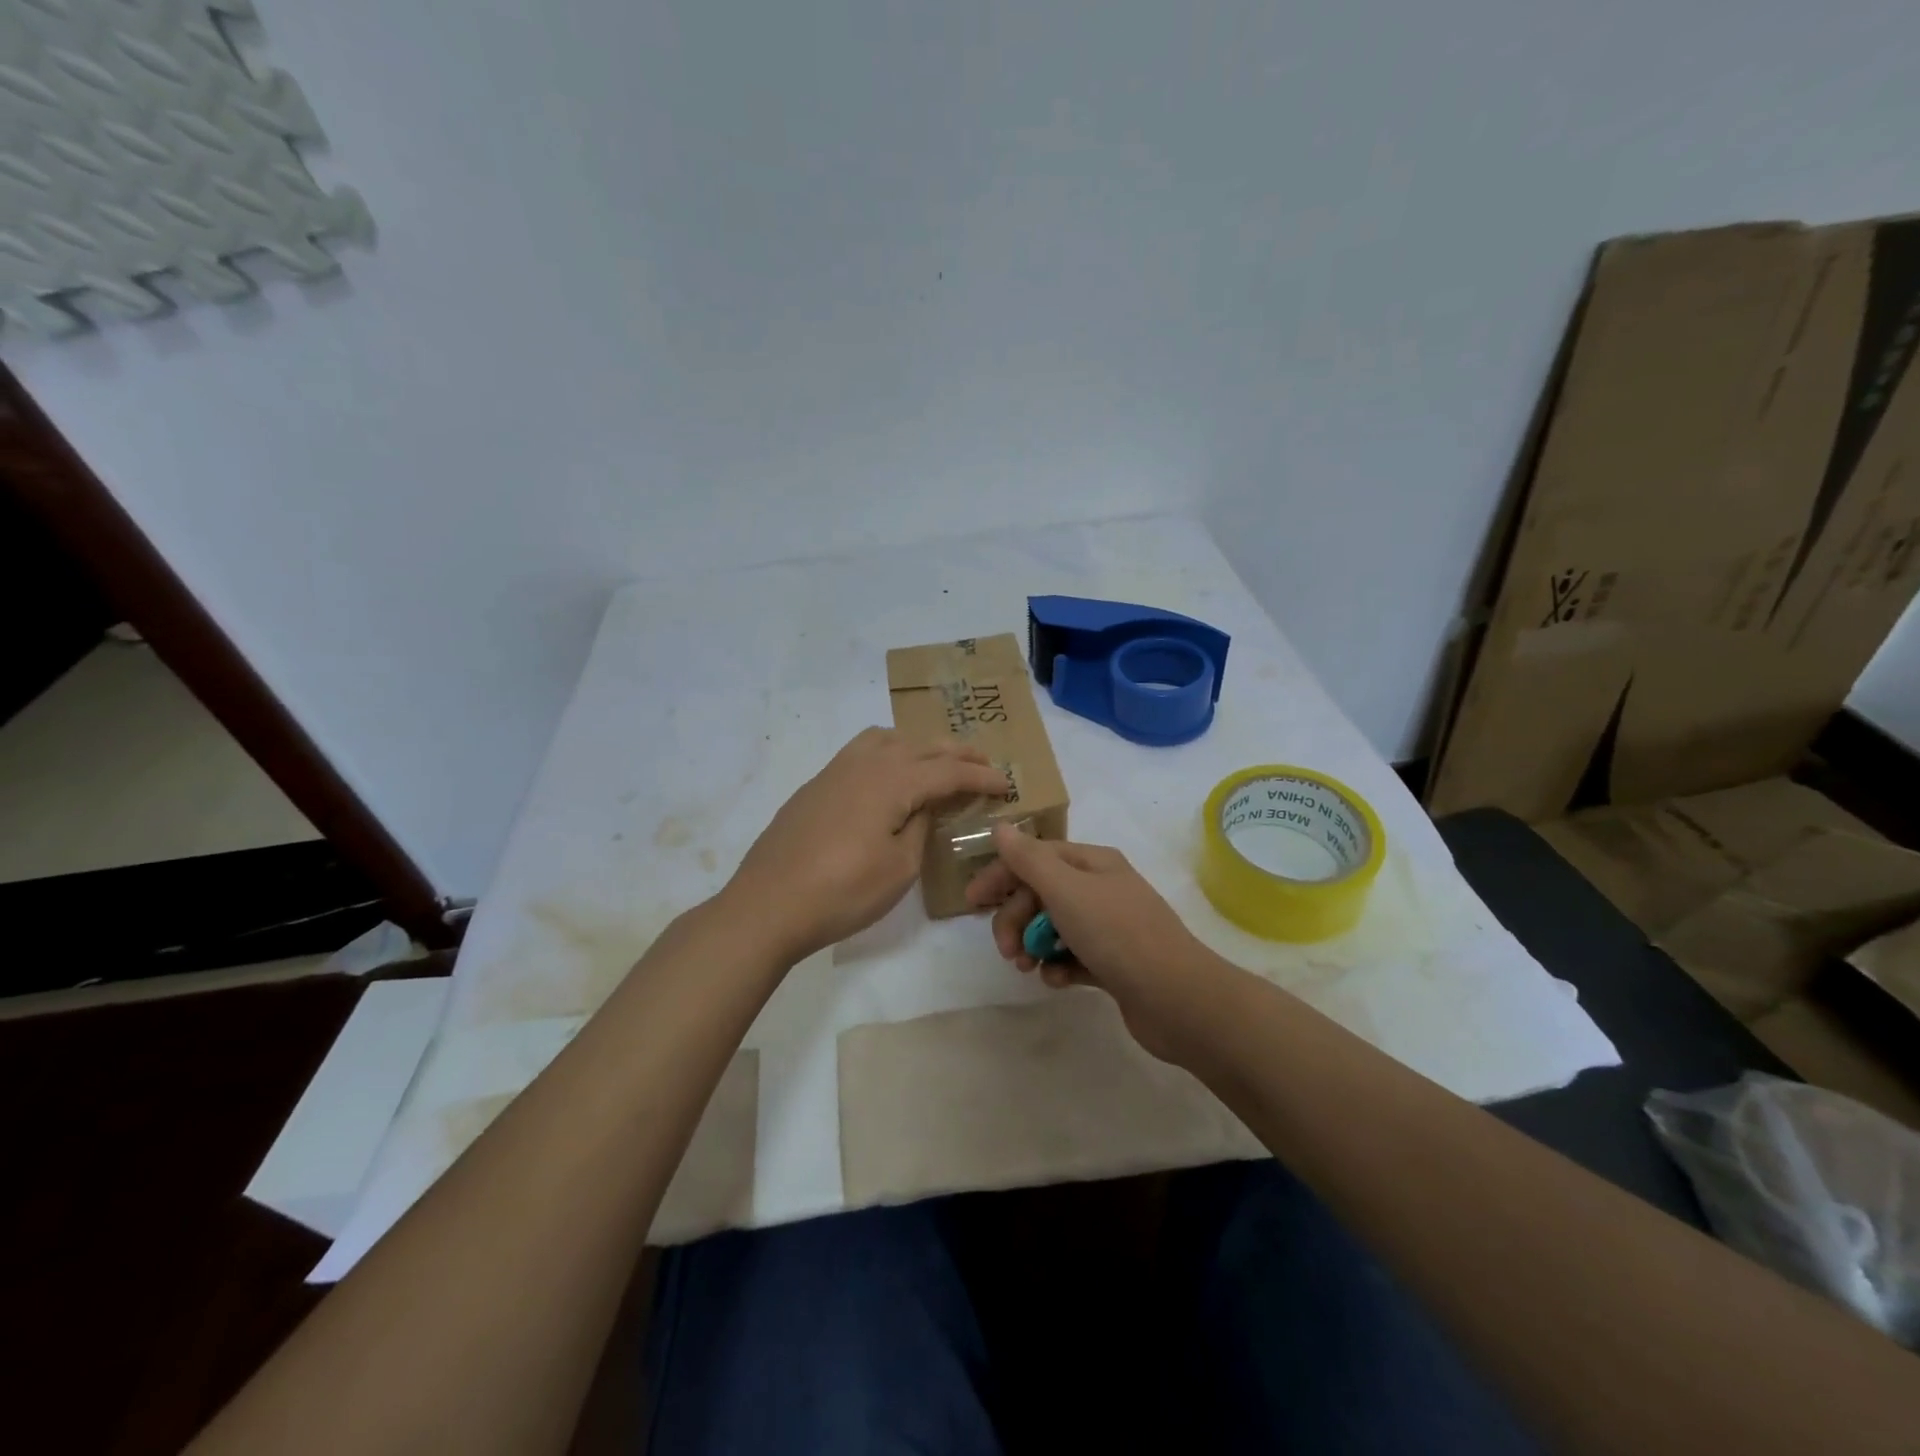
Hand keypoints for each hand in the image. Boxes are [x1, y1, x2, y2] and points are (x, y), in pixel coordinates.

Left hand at [724, 728, 1008, 963]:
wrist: (767, 905)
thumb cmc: (842, 892)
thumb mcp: (899, 867)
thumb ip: (920, 826)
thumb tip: (925, 805)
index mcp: (892, 780)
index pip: (948, 771)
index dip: (981, 777)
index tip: (1007, 783)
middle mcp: (865, 763)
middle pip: (921, 746)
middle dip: (957, 753)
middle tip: (983, 764)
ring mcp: (835, 770)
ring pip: (887, 739)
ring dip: (919, 745)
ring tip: (936, 762)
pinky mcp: (816, 785)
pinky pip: (862, 751)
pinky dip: (888, 753)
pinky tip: (889, 778)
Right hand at [966, 825, 1226, 1059]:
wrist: (1177, 999)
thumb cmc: (1117, 934)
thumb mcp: (1066, 890)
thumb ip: (1029, 860)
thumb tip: (1000, 826)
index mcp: (1093, 863)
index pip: (1035, 857)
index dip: (1001, 875)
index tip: (971, 902)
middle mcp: (1102, 889)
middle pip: (1042, 894)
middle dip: (1016, 918)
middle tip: (1006, 950)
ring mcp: (1109, 927)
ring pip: (1054, 927)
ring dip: (1033, 944)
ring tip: (1027, 968)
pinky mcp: (1113, 963)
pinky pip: (1072, 957)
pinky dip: (1058, 967)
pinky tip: (1056, 981)